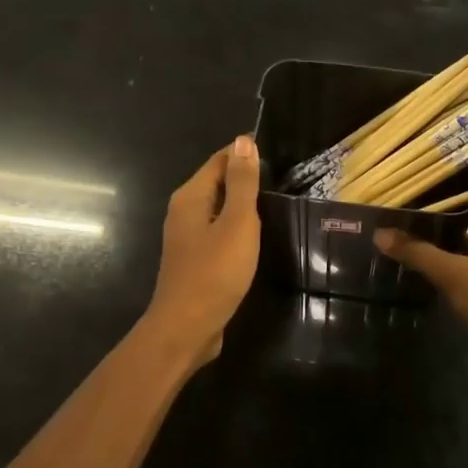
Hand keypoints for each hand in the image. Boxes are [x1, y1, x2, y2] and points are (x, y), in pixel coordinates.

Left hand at [144, 137, 261, 366]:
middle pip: (217, 183)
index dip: (246, 154)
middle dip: (245, 178)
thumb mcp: (237, 223)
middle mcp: (184, 211)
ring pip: (218, 209)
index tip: (279, 155)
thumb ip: (242, 183)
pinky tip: (256, 236)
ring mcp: (187, 237)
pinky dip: (237, 227)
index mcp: (191, 196)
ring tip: (275, 203)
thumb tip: (244, 140)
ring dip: (243, 205)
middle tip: (284, 178)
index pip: (220, 160)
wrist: (187, 327)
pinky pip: (218, 231)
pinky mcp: (195, 260)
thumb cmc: (215, 272)